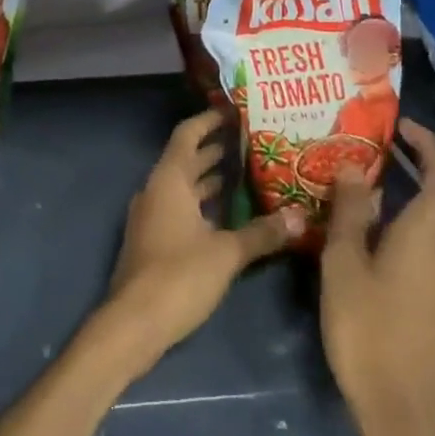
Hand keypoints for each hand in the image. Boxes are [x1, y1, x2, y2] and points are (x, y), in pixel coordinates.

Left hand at [101, 108, 302, 372]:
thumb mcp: (226, 253)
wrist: (133, 323)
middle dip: (217, 149)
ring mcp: (153, 215)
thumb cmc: (178, 276)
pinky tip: (231, 214)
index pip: (188, 134)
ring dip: (212, 177)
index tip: (234, 111)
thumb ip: (262, 233)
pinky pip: (182, 207)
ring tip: (249, 173)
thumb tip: (301, 217)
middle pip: (187, 158)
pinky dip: (204, 203)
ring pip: (185, 185)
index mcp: (169, 180)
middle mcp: (157, 189)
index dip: (209, 120)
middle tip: (253, 142)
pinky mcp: (155, 239)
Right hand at [321, 118, 434, 422]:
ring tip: (396, 167)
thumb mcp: (343, 260)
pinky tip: (399, 212)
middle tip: (400, 141)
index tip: (398, 124)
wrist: (400, 401)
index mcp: (431, 227)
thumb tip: (350, 166)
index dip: (427, 141)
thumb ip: (349, 209)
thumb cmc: (365, 324)